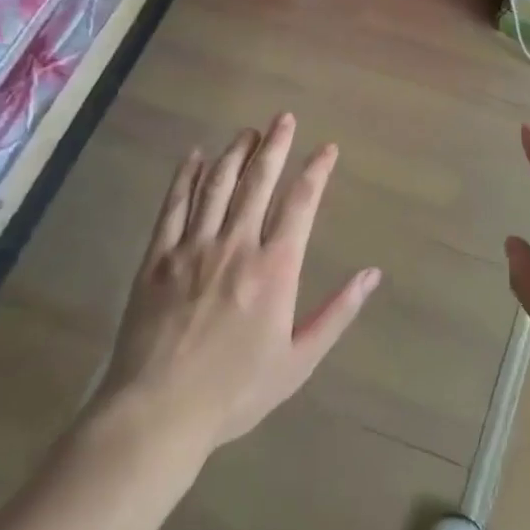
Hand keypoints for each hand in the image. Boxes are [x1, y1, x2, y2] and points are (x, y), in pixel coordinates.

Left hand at [92, 113, 378, 451]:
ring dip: (234, 153)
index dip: (316, 171)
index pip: (301, 204)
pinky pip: (174, 206)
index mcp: (275, 268)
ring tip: (248, 132)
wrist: (159, 411)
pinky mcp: (158, 258)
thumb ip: (337, 313)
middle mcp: (236, 246)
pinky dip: (185, 177)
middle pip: (258, 182)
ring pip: (217, 185)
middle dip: (275, 146)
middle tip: (284, 118)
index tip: (327, 148)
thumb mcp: (299, 360)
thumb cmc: (236, 390)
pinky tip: (194, 156)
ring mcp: (193, 248)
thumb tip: (372, 274)